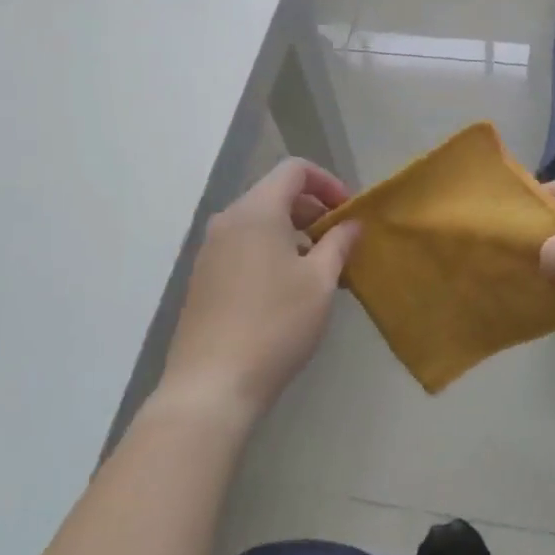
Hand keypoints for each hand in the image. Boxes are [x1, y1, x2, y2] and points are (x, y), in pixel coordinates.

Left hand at [159, 160, 363, 421]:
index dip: (328, 182)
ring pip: (259, 223)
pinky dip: (270, 252)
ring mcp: (210, 250)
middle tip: (340, 244)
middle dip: (313, 210)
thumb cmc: (275, 324)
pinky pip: (243, 247)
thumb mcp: (320, 282)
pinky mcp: (202, 278)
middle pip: (275, 194)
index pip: (294, 170)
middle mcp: (227, 220)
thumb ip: (339, 244)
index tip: (349, 213)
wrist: (211, 385)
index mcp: (256, 211)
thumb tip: (351, 224)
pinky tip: (287, 291)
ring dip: (293, 234)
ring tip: (319, 271)